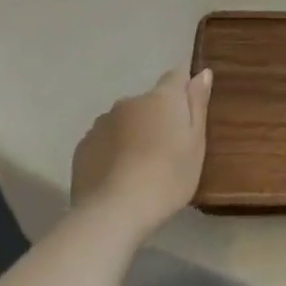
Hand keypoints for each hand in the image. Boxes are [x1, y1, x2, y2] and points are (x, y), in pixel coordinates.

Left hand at [71, 69, 211, 237]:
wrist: (113, 213)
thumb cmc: (168, 177)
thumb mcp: (196, 143)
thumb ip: (198, 104)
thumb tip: (202, 72)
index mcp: (162, 97)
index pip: (177, 76)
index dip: (185, 89)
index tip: (189, 112)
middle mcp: (130, 102)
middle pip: (149, 102)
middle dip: (157, 117)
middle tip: (167, 150)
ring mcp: (102, 123)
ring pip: (125, 122)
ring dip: (134, 134)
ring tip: (140, 168)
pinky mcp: (83, 146)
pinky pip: (105, 141)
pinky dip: (113, 151)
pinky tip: (118, 178)